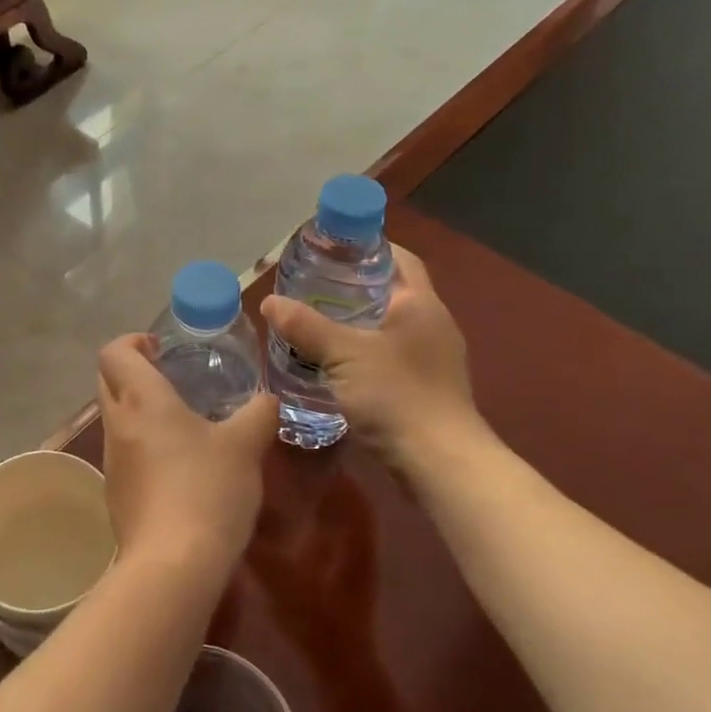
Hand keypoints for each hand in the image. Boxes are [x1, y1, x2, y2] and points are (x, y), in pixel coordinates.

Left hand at [97, 334, 276, 580]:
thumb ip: (259, 414)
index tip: (160, 348)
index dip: (132, 342)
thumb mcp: (246, 446)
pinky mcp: (115, 493)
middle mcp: (117, 423)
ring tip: (181, 422)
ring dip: (138, 409)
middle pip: (107, 380)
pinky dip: (142, 444)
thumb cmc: (207, 489)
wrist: (173, 565)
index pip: (114, 352)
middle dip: (132, 371)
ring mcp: (111, 460)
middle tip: (171, 377)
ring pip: (115, 417)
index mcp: (141, 399)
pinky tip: (177, 465)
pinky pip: (123, 452)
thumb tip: (268, 399)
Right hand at [259, 245, 488, 481]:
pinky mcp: (426, 388)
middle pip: (391, 291)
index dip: (368, 247)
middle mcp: (432, 325)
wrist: (440, 464)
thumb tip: (269, 302)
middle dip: (353, 286)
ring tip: (314, 321)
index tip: (331, 248)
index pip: (399, 258)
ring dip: (356, 321)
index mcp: (421, 304)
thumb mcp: (343, 355)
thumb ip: (305, 326)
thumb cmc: (397, 396)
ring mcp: (433, 359)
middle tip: (310, 284)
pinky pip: (390, 355)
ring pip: (388, 326)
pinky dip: (363, 351)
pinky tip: (333, 363)